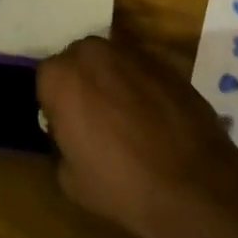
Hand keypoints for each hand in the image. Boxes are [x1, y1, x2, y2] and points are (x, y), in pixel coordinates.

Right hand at [36, 36, 237, 237]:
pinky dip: (142, 86)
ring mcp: (134, 54)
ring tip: (126, 117)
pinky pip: (142, 70)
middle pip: (79, 61)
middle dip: (83, 82)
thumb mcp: (68, 176)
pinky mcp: (167, 63)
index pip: (47, 79)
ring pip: (112, 61)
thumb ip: (61, 141)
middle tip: (94, 118)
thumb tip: (70, 133)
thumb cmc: (118, 183)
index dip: (55, 104)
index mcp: (61, 76)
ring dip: (112, 81)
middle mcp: (94, 53)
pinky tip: (153, 117)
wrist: (190, 184)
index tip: (66, 127)